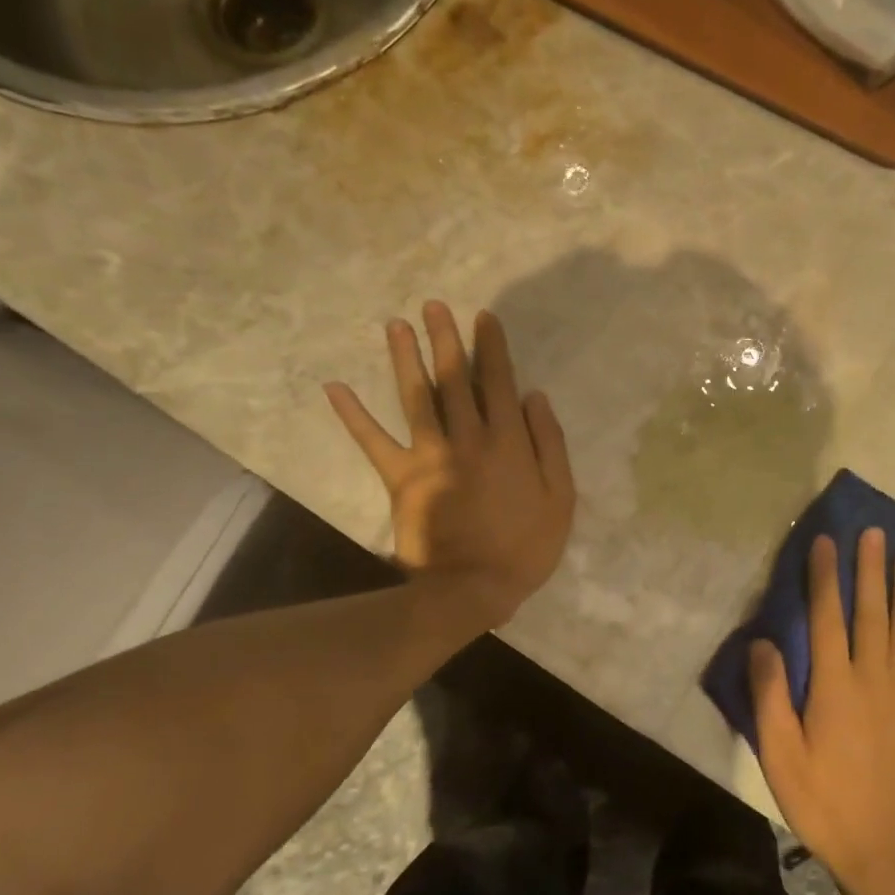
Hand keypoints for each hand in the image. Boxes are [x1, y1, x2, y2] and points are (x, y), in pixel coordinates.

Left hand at [325, 302, 574, 629]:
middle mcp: (468, 437)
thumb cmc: (525, 546)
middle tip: (433, 305)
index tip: (483, 317)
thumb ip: (549, 444)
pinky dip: (353, 415)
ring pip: (417, 397)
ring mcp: (431, 455)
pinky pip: (373, 442)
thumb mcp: (560, 497)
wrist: (472, 589)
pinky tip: (334, 387)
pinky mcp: (401, 478)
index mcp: (508, 441)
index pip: (499, 382)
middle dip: (446, 339)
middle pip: (455, 379)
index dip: (492, 347)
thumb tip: (534, 396)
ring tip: (396, 325)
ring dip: (406, 359)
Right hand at [749, 530, 894, 894]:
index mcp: (835, 686)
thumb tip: (763, 641)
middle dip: (871, 569)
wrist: (883, 850)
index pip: (828, 617)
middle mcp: (874, 678)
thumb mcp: (779, 754)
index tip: (825, 541)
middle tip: (874, 532)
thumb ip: (770, 695)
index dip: (824, 577)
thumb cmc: (822, 800)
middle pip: (872, 612)